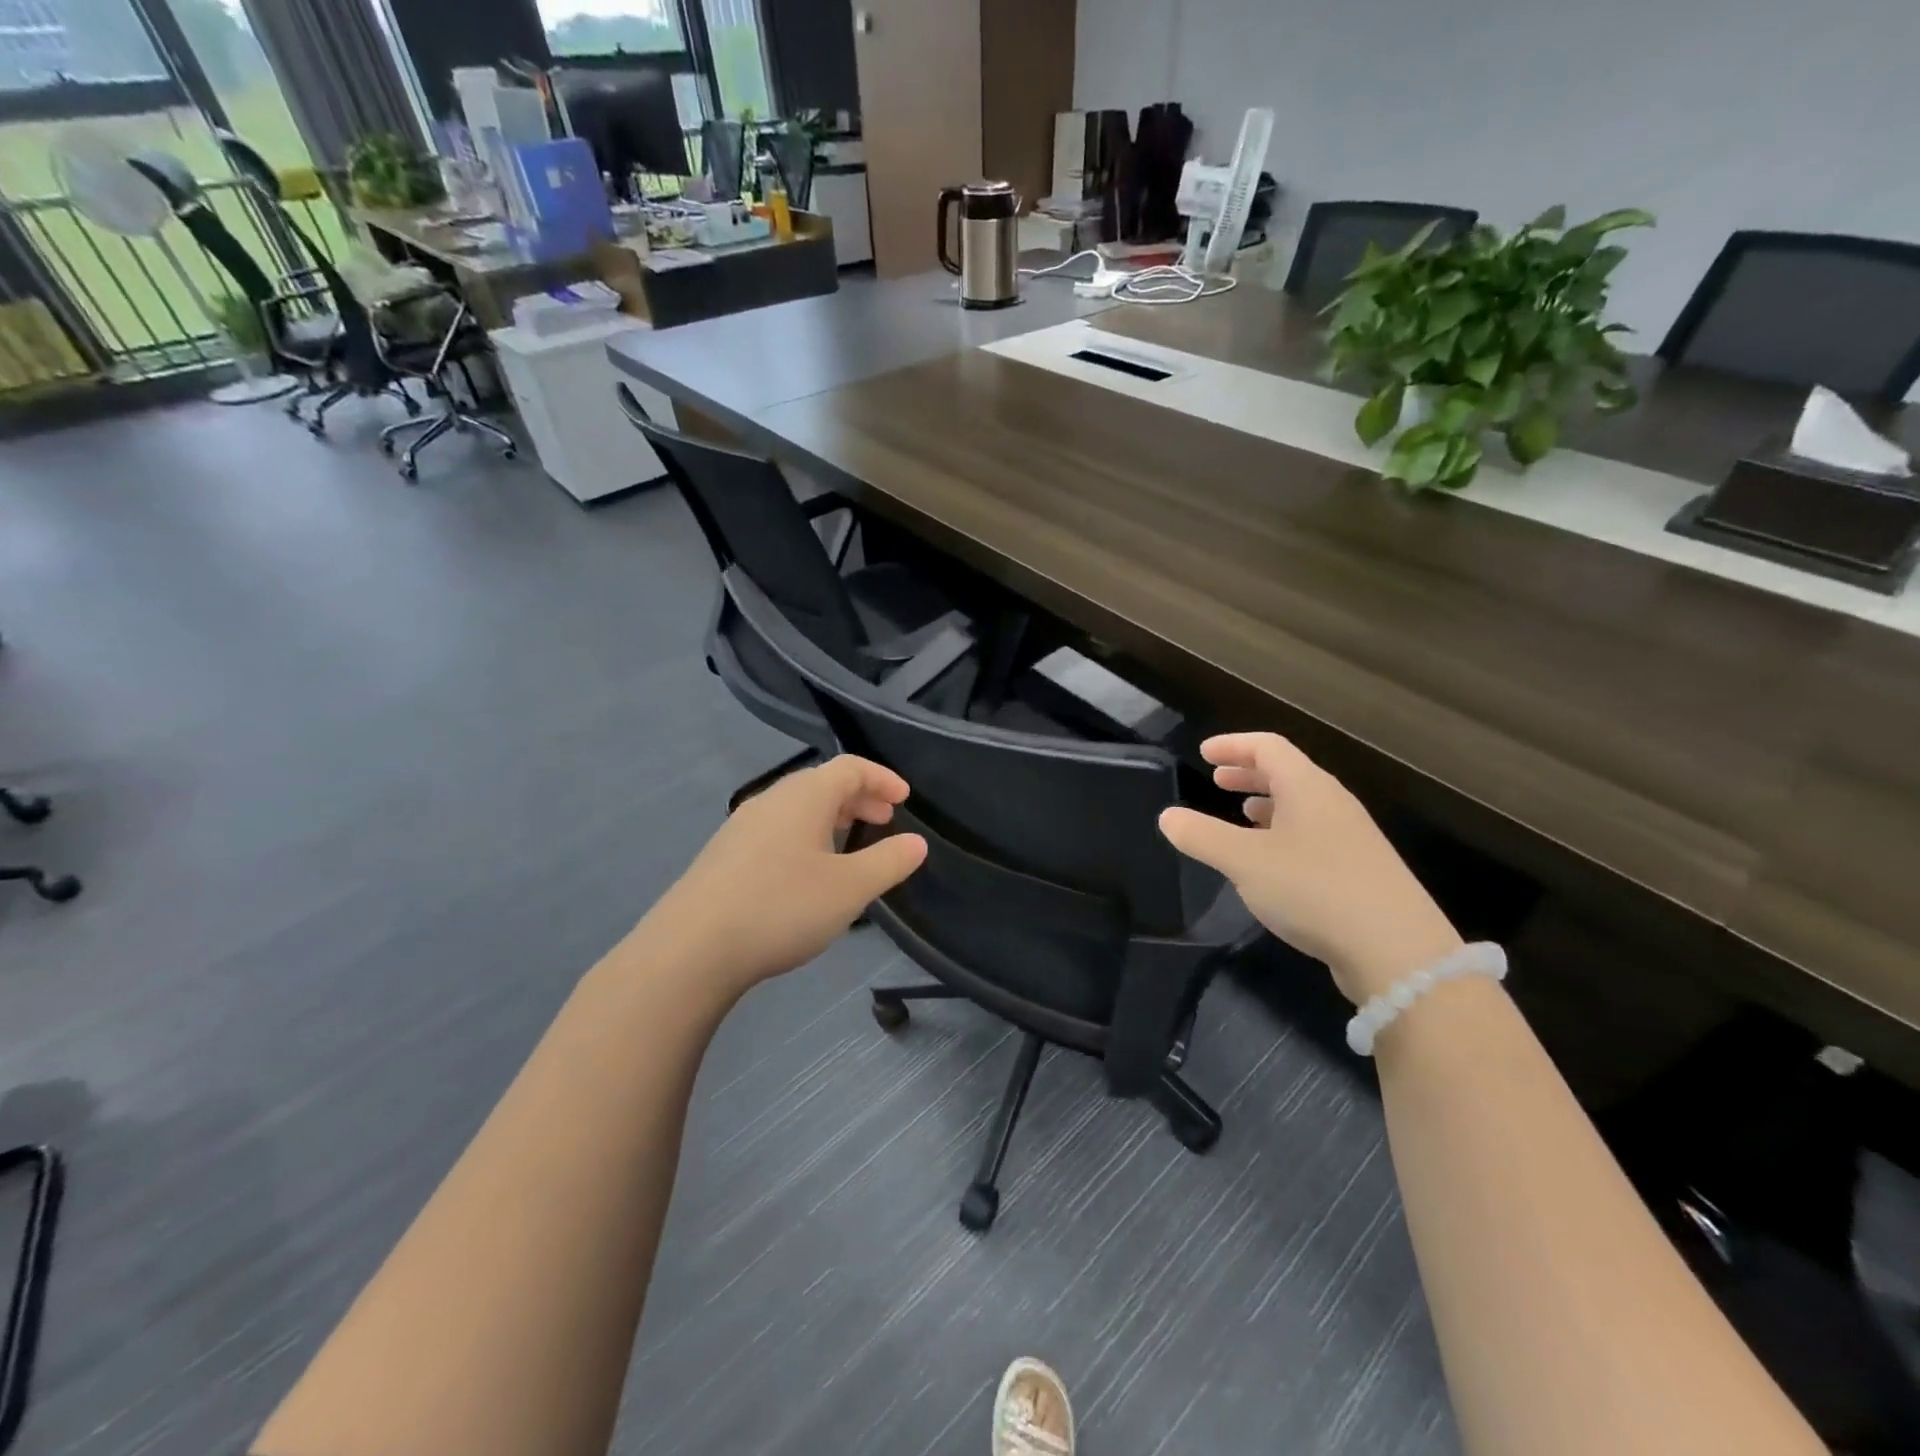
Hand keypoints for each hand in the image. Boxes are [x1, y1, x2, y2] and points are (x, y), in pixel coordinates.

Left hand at [647, 755, 927, 991]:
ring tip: (850, 843)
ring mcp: (742, 826)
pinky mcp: (724, 854)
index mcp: (804, 796)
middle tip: (884, 820)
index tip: (905, 799)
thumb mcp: (850, 889)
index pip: (850, 768)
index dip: (882, 778)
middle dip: (859, 797)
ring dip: (831, 817)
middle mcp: (771, 800)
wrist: (691, 949)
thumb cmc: (781, 907)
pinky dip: (805, 835)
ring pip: (797, 807)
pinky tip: (807, 871)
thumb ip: (888, 862)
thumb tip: (916, 843)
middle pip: (822, 783)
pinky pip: (776, 829)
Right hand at [1158, 733, 1460, 1004]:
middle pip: (1288, 772)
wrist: (1398, 951)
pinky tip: (1273, 861)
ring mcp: (1352, 838)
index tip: (1204, 753)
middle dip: (1249, 772)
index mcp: (1308, 788)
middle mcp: (1333, 804)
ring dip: (1268, 804)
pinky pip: (1313, 835)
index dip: (1233, 745)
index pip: (1268, 747)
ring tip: (1241, 815)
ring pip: (1302, 806)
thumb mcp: (1244, 862)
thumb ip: (1202, 836)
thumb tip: (1167, 816)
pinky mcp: (1360, 871)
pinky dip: (1284, 833)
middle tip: (1217, 779)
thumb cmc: (1314, 890)